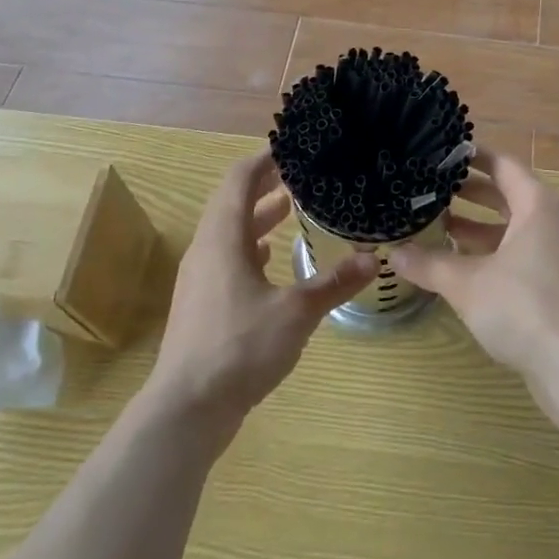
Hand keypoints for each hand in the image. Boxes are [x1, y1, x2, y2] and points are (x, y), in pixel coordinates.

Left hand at [148, 151, 377, 430]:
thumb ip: (333, 284)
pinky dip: (249, 246)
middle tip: (298, 173)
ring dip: (257, 216)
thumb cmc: (239, 347)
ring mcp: (200, 278)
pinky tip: (269, 257)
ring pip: (229, 232)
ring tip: (290, 207)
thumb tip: (372, 260)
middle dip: (263, 184)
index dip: (263, 159)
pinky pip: (226, 257)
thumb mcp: (296, 312)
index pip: (239, 179)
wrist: (186, 410)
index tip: (292, 148)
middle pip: (232, 202)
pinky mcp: (201, 304)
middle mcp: (206, 250)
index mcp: (223, 238)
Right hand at [393, 149, 558, 406]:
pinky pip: (521, 254)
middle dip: (470, 193)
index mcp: (537, 204)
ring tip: (439, 227)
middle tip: (431, 190)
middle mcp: (552, 221)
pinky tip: (463, 267)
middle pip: (508, 195)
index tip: (441, 153)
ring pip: (513, 228)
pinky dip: (493, 253)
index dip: (471, 157)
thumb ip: (429, 264)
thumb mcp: (467, 283)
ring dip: (479, 227)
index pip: (502, 165)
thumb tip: (394, 253)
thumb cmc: (523, 306)